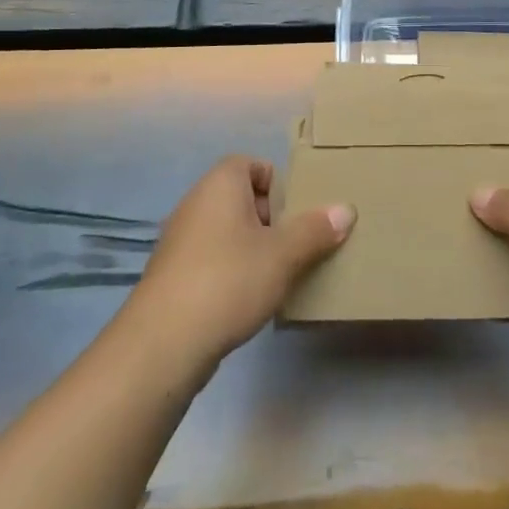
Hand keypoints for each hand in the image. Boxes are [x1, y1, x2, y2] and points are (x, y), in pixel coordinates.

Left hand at [124, 155, 353, 370]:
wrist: (163, 344)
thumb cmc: (228, 280)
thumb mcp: (283, 254)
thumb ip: (315, 230)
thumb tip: (346, 209)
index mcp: (220, 184)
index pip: (252, 164)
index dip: (278, 183)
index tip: (299, 212)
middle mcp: (196, 203)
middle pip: (241, 198)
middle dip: (271, 219)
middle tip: (297, 244)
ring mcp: (180, 240)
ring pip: (227, 231)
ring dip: (253, 248)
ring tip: (280, 274)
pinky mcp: (173, 275)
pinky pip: (212, 259)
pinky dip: (232, 271)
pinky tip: (249, 299)